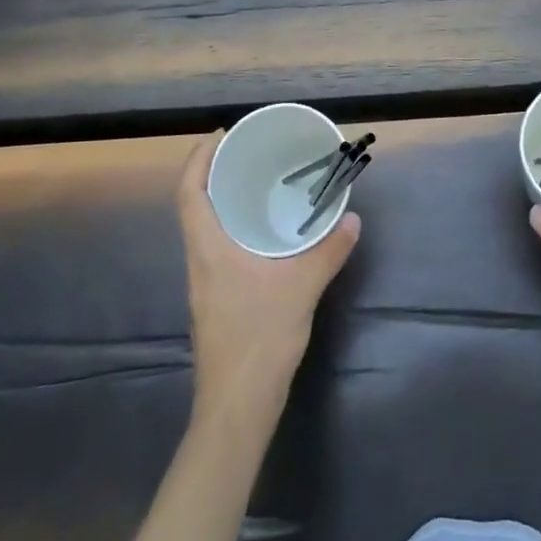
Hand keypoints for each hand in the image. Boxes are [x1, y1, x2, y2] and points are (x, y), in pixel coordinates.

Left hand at [176, 132, 361, 419]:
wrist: (237, 406)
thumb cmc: (259, 338)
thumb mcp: (301, 288)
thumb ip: (328, 250)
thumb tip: (351, 218)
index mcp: (208, 248)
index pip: (189, 192)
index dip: (199, 158)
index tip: (222, 134)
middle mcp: (199, 259)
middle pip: (195, 204)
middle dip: (215, 172)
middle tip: (248, 151)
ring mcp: (205, 282)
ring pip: (206, 227)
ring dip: (224, 200)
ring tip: (257, 182)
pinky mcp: (217, 298)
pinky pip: (219, 246)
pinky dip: (234, 226)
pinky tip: (264, 231)